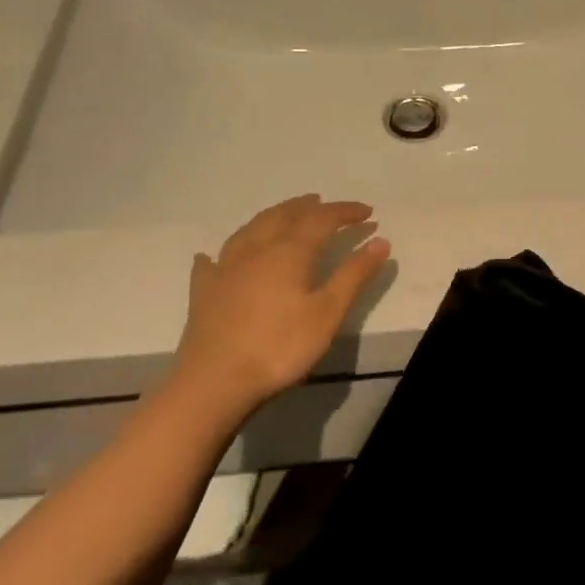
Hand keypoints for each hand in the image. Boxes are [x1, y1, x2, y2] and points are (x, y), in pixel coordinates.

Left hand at [165, 195, 389, 422]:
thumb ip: (354, 274)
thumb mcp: (328, 312)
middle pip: (283, 215)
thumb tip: (381, 240)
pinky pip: (213, 261)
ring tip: (284, 214)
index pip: (322, 219)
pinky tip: (214, 256)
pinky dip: (221, 252)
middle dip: (307, 207)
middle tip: (324, 204)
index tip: (367, 212)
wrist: (215, 381)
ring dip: (272, 217)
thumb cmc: (280, 346)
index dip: (345, 212)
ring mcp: (225, 268)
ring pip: (250, 229)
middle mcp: (256, 249)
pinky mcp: (204, 291)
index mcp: (289, 251)